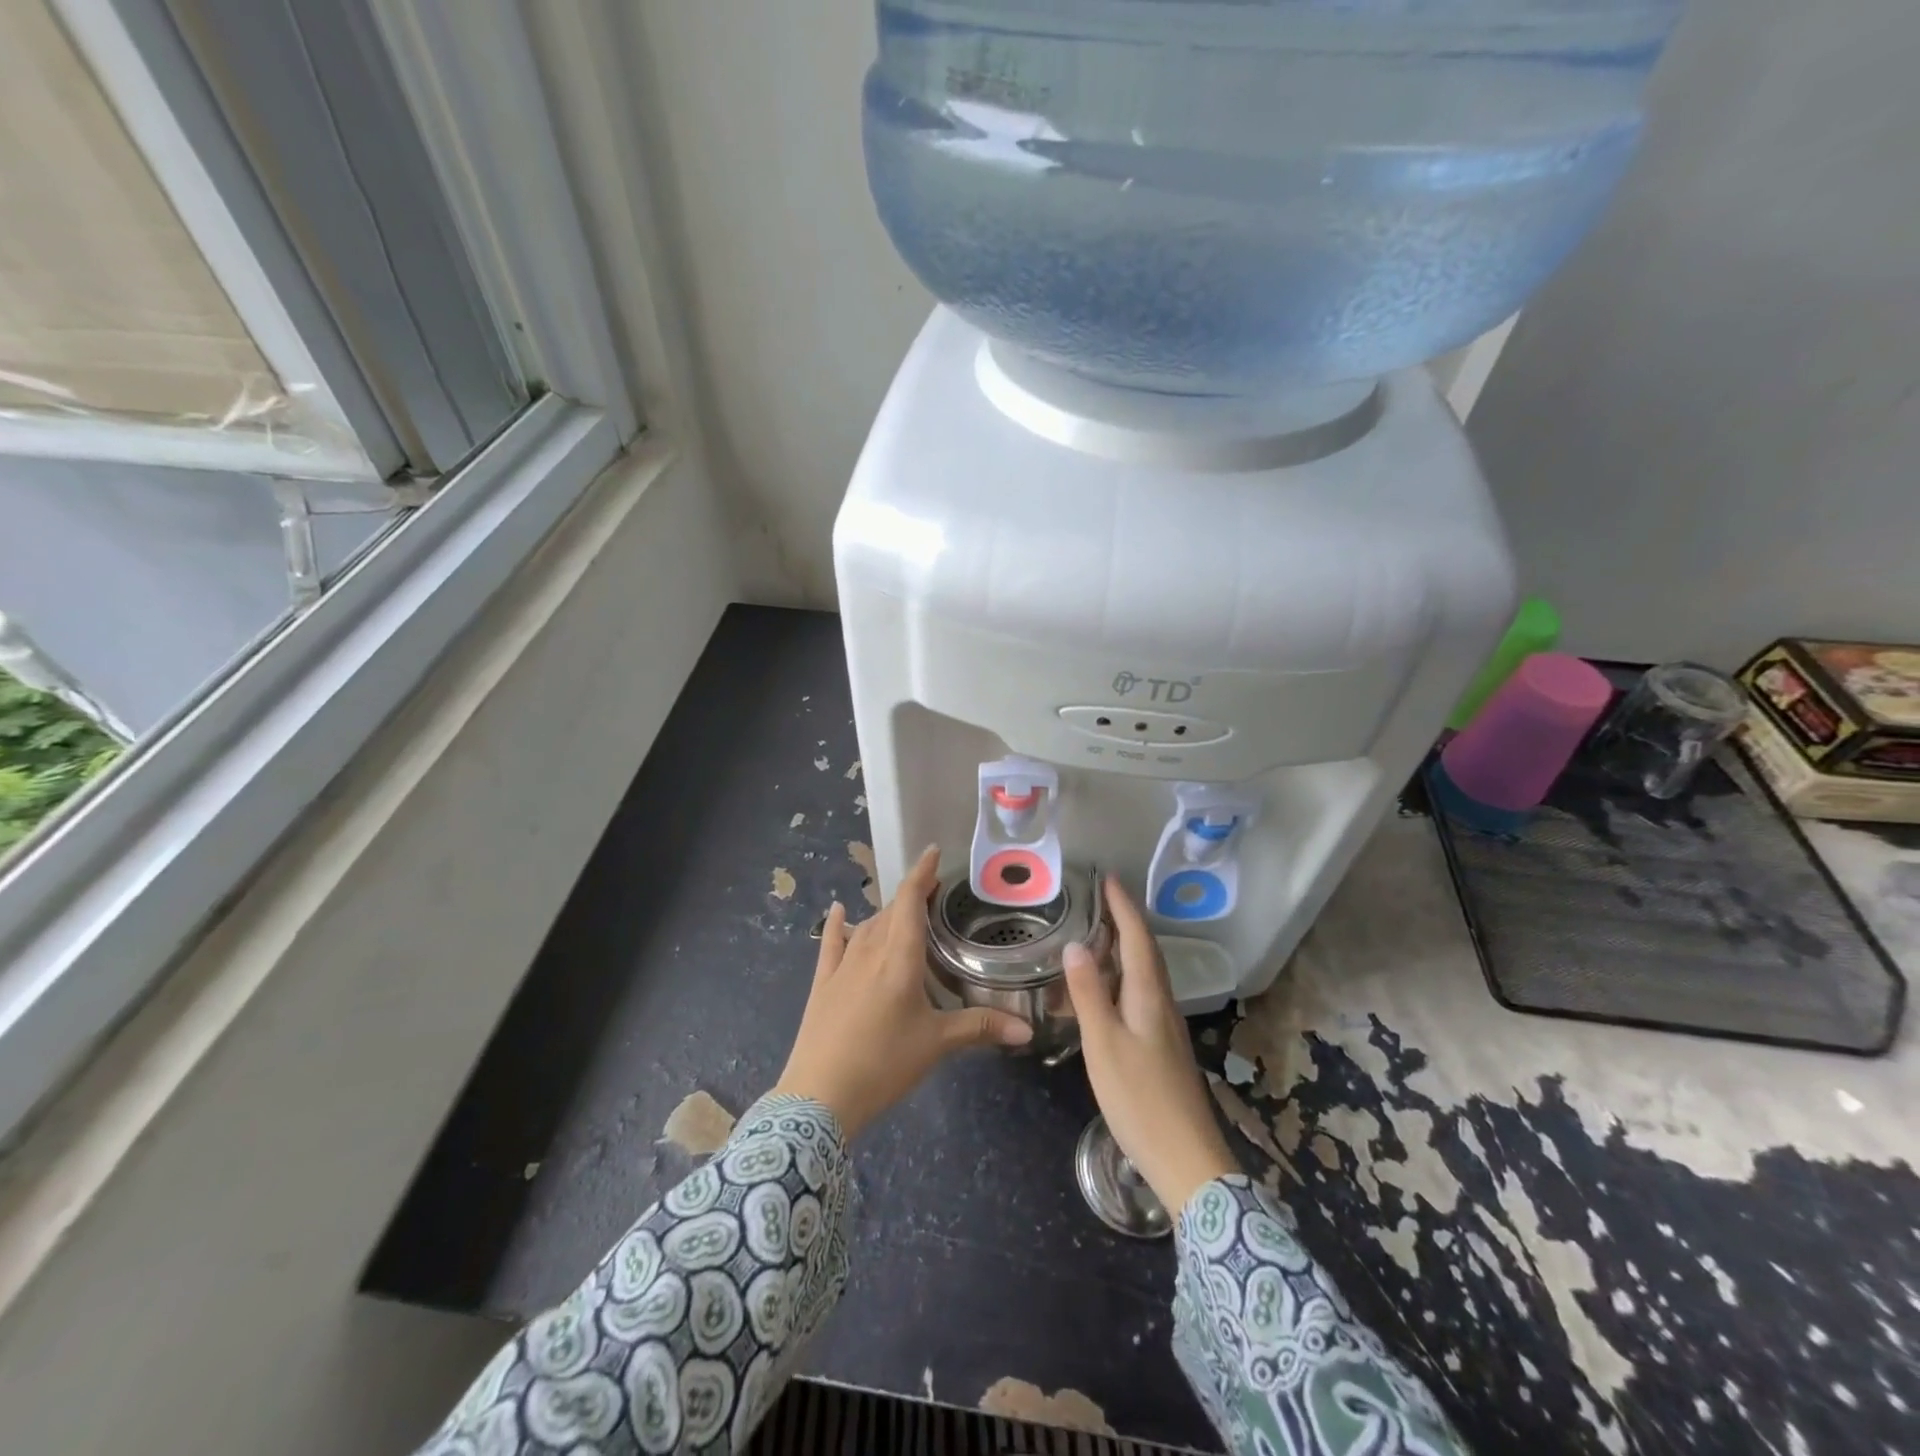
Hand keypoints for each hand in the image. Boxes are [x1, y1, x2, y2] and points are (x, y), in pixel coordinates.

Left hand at [773, 846, 1031, 1136]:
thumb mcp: (936, 1044)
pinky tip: (839, 911)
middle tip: (932, 894)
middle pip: (891, 912)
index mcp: (900, 958)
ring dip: (885, 914)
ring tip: (903, 912)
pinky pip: (831, 944)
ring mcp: (842, 967)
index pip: (910, 902)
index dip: (922, 874)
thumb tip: (1026, 1029)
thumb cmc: (883, 1062)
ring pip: (866, 926)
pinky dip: (837, 925)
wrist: (819, 1095)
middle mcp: (870, 952)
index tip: (933, 852)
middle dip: (911, 897)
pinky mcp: (823, 984)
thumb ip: (980, 1028)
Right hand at [1064, 877, 1238, 1216]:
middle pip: (1145, 952)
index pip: (1137, 938)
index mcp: (1149, 995)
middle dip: (1124, 922)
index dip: (1123, 907)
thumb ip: (1088, 993)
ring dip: (1123, 950)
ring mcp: (1164, 1026)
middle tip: (1097, 901)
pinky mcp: (1161, 1046)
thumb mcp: (1104, 1044)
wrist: (1187, 1159)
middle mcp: (1162, 1003)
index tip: (1108, 879)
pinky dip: (1121, 979)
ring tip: (1095, 939)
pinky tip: (1105, 993)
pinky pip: (1140, 995)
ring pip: (1144, 974)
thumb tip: (1075, 945)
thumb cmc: (1140, 1098)